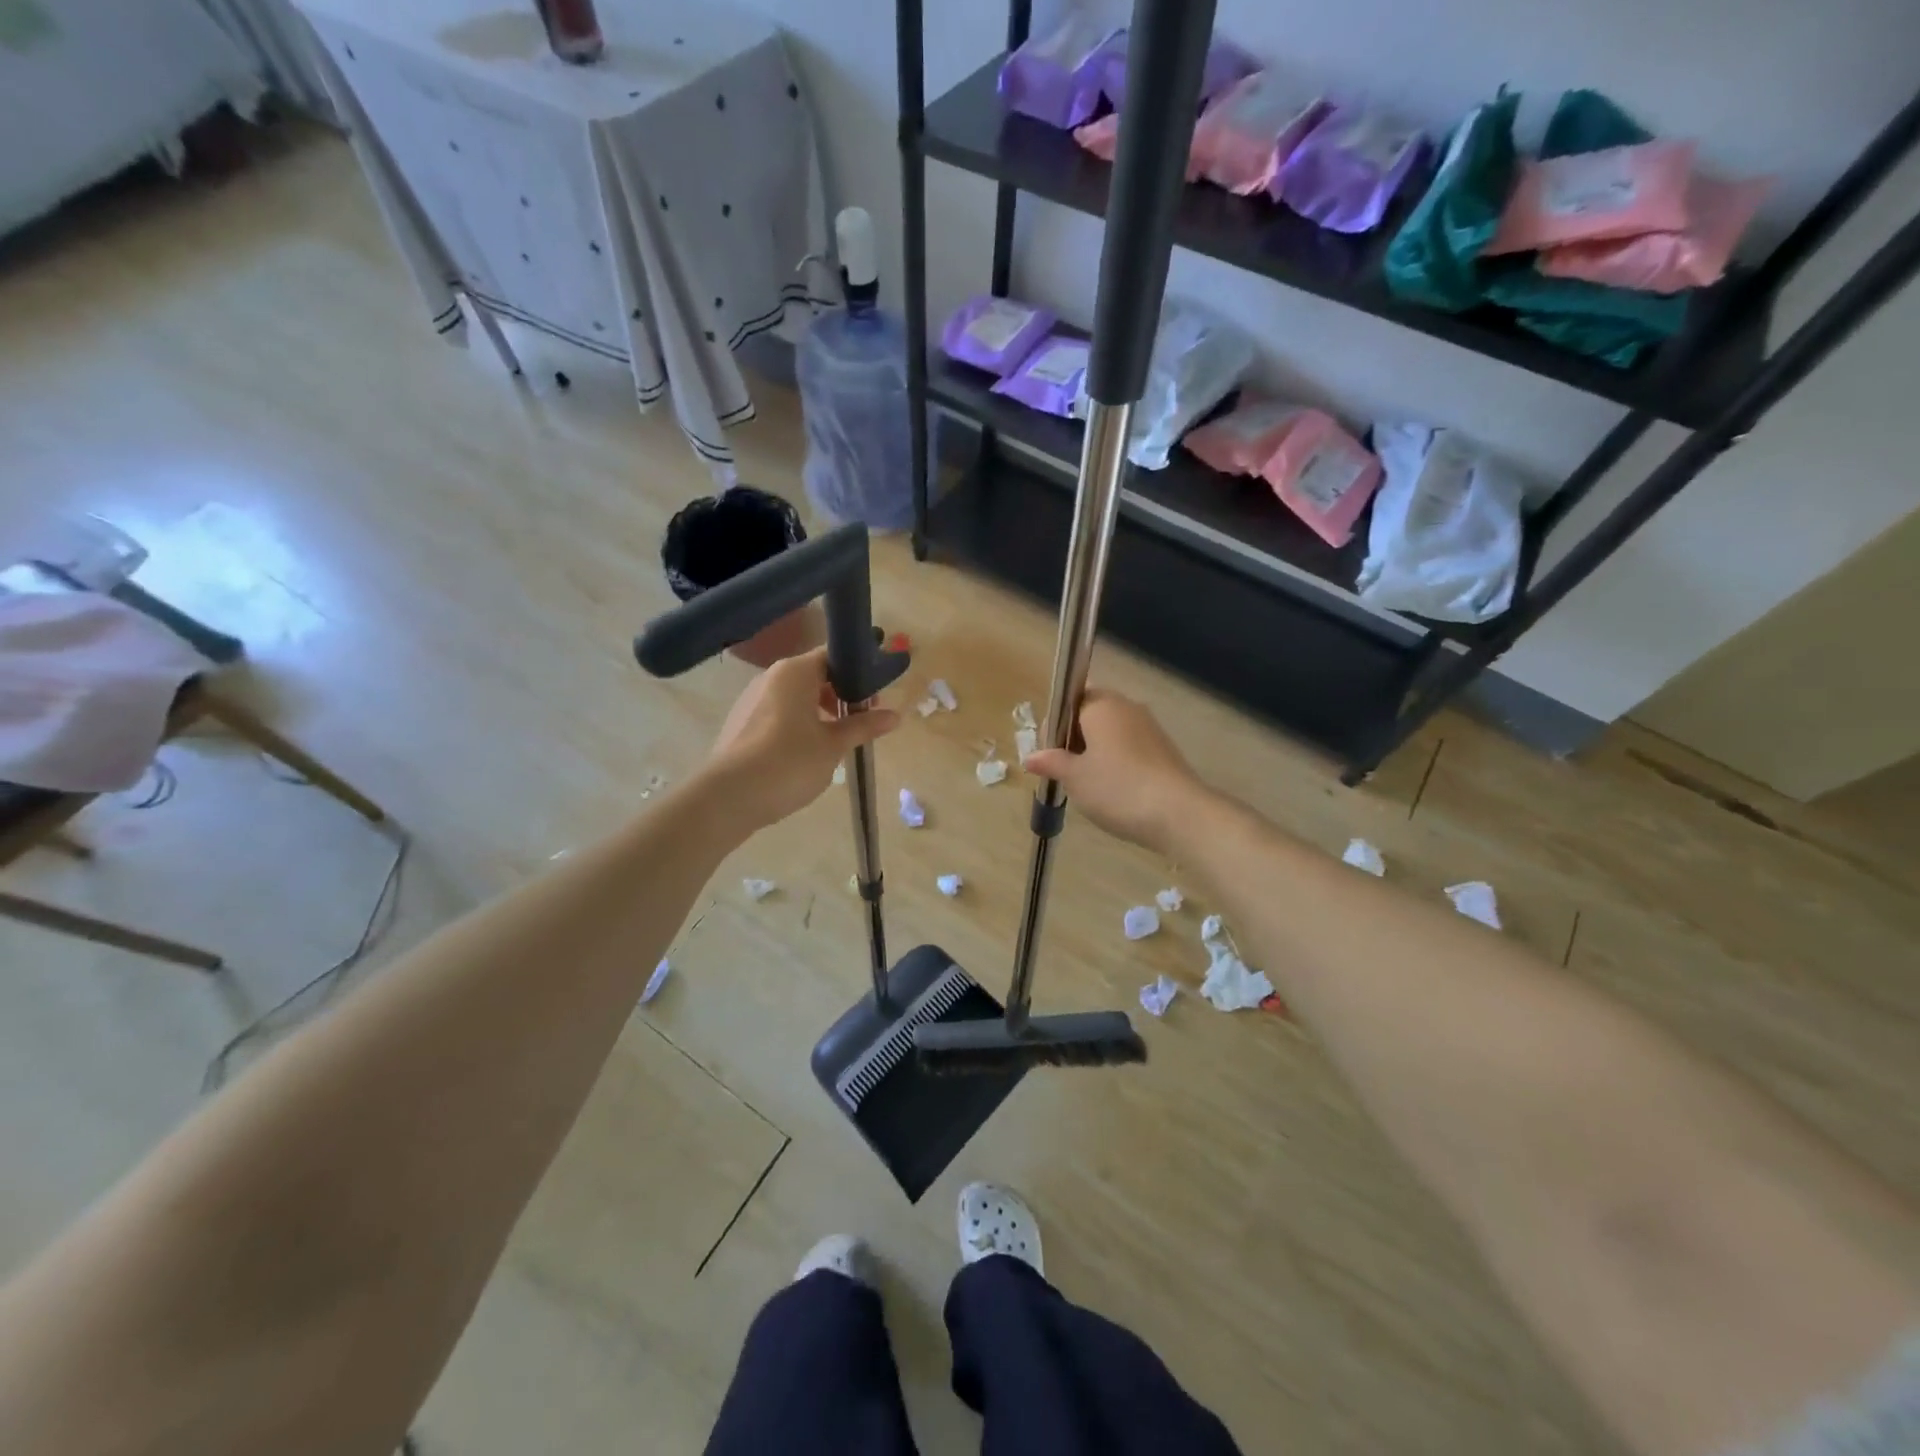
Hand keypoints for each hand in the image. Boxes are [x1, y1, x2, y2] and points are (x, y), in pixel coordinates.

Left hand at [704, 647, 899, 831]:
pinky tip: (806, 754)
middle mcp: (771, 677)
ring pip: (796, 697)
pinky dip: (798, 725)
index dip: (859, 673)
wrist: (729, 796)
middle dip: (841, 696)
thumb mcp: (834, 745)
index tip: (876, 698)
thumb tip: (895, 715)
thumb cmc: (789, 761)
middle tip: (862, 723)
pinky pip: (778, 714)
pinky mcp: (741, 723)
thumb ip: (863, 726)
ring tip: (837, 742)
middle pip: (815, 676)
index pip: (834, 656)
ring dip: (820, 713)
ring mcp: (752, 700)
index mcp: (795, 672)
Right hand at [1024, 689, 1202, 853]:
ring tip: (1086, 785)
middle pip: (1091, 714)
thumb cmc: (1117, 788)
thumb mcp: (1074, 777)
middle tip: (1063, 771)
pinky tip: (1113, 790)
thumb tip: (1030, 757)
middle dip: (1074, 738)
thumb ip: (1051, 762)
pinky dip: (1117, 763)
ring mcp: (1150, 728)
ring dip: (1095, 752)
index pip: (1070, 699)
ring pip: (1111, 732)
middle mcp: (1127, 707)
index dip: (1055, 724)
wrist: (1179, 814)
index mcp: (1101, 704)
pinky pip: (1130, 748)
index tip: (1048, 753)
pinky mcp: (1164, 750)